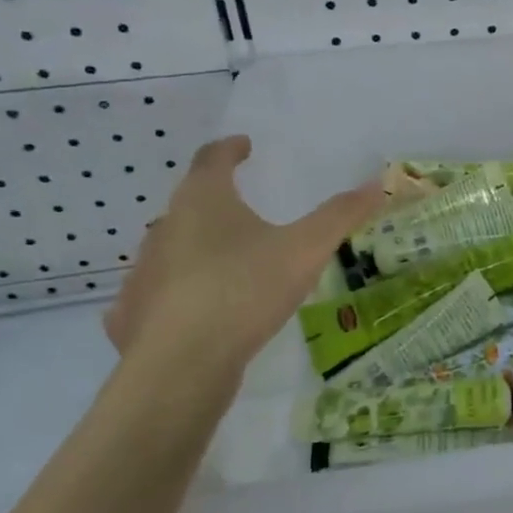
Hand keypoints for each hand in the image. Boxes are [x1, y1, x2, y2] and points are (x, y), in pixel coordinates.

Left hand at [104, 136, 383, 365]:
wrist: (180, 366)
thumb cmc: (243, 290)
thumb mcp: (305, 250)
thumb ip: (340, 216)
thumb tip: (376, 184)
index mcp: (202, 201)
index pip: (211, 158)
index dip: (230, 148)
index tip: (245, 146)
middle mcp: (165, 227)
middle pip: (190, 201)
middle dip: (217, 200)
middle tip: (247, 208)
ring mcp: (145, 273)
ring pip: (174, 247)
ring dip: (200, 246)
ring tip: (232, 261)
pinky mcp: (135, 315)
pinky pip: (162, 292)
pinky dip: (183, 290)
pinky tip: (203, 309)